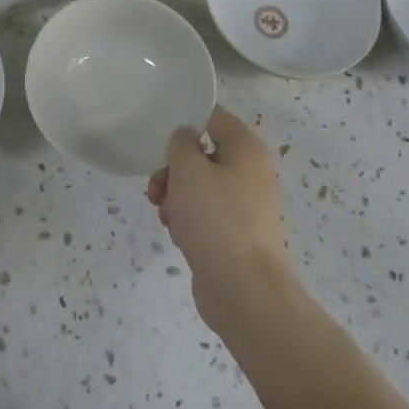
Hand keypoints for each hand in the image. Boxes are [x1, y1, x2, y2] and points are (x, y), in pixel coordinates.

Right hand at [147, 106, 292, 334]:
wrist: (245, 292)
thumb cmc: (216, 219)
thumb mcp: (188, 169)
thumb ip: (181, 142)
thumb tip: (186, 139)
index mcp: (247, 149)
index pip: (213, 116)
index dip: (184, 119)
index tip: (158, 133)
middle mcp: (252, 173)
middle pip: (203, 154)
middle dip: (174, 168)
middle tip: (156, 186)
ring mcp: (247, 207)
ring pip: (202, 186)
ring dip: (177, 195)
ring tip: (165, 214)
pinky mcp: (238, 236)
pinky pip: (208, 214)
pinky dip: (189, 219)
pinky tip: (178, 234)